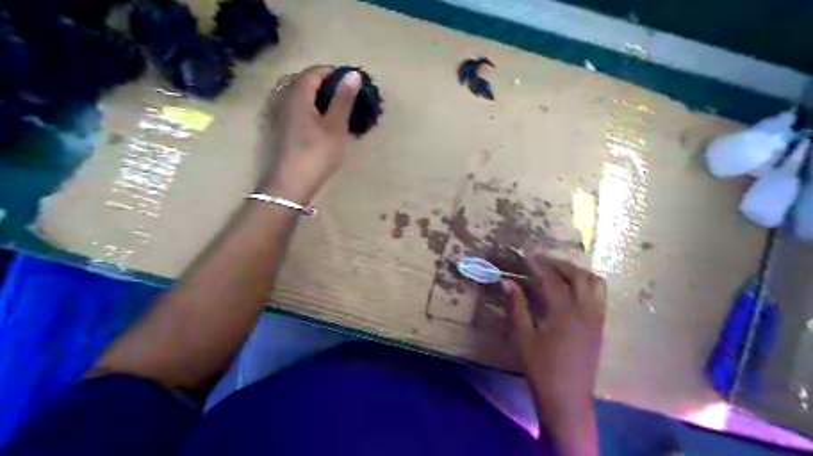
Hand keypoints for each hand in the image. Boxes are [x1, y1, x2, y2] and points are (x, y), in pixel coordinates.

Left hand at [261, 64, 362, 201]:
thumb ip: (343, 99)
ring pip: (292, 93)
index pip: (314, 72)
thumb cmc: (316, 154)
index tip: (349, 81)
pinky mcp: (275, 128)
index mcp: (297, 95)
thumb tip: (353, 74)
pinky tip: (311, 120)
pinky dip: (301, 104)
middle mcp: (282, 99)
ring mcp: (275, 114)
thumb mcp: (335, 127)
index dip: (332, 72)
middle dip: (321, 81)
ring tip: (328, 106)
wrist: (289, 184)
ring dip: (310, 93)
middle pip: (300, 79)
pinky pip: (288, 106)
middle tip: (340, 93)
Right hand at [503, 252, 602, 451]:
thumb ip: (516, 305)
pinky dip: (587, 285)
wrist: (567, 398)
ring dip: (577, 273)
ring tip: (559, 273)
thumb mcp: (522, 336)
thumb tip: (507, 281)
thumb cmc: (540, 367)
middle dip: (561, 264)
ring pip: (595, 283)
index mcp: (564, 312)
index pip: (552, 279)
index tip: (527, 255)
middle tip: (543, 261)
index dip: (538, 264)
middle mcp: (585, 310)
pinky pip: (599, 296)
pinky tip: (571, 291)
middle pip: (579, 275)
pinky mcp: (599, 327)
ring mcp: (596, 318)